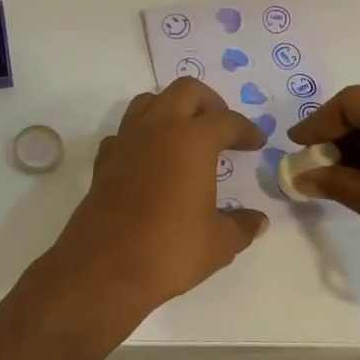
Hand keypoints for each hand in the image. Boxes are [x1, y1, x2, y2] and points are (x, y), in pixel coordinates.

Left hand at [51, 78, 268, 314]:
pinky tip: (151, 160)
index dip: (246, 130)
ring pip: (149, 102)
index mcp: (192, 140)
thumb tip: (256, 220)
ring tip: (186, 135)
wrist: (104, 268)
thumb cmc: (169, 250)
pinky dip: (142, 136)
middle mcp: (157, 129)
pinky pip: (125, 133)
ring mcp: (125, 141)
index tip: (256, 143)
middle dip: (209, 103)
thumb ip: (241, 225)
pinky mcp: (103, 162)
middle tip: (222, 128)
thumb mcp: (219, 242)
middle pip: (186, 91)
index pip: (226, 121)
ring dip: (172, 110)